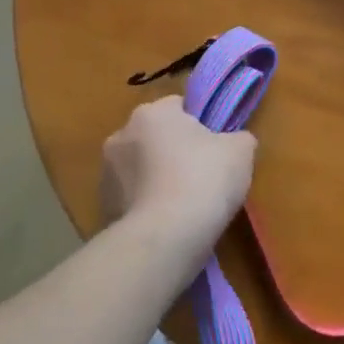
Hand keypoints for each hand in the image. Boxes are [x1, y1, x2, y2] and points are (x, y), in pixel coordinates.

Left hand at [100, 96, 256, 247]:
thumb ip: (238, 137)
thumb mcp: (241, 150)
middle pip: (156, 136)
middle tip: (203, 175)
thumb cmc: (204, 180)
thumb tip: (234, 142)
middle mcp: (121, 134)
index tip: (216, 147)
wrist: (165, 237)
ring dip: (158, 178)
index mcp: (152, 112)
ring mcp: (106, 172)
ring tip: (185, 205)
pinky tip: (168, 222)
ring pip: (141, 168)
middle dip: (175, 151)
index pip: (179, 106)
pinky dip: (147, 205)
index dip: (201, 124)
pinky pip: (132, 198)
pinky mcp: (102, 206)